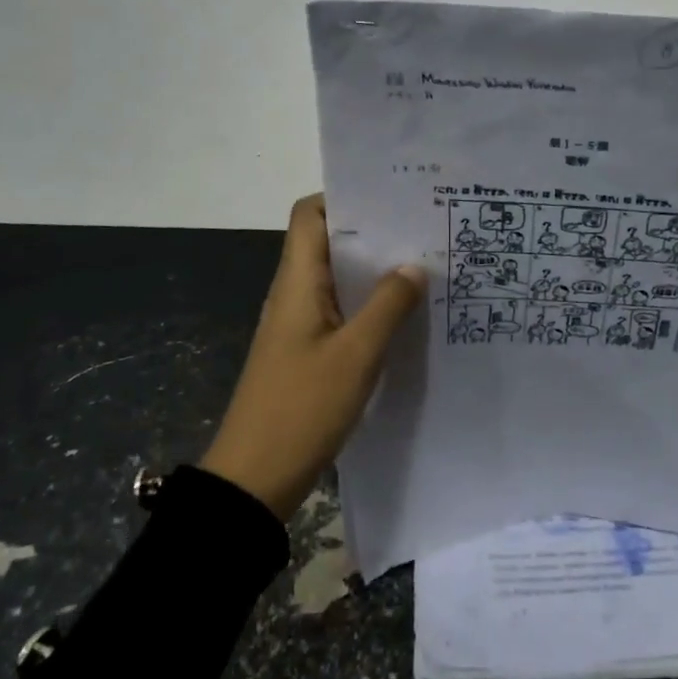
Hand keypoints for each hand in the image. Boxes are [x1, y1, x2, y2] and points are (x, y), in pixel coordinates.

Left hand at [199, 195, 426, 521]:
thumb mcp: (356, 355)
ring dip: (374, 272)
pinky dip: (370, 306)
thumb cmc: (301, 408)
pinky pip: (341, 312)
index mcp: (297, 282)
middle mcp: (294, 294)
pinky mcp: (307, 352)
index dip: (345, 198)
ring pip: (338, 279)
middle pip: (329, 243)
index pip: (309, 214)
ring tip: (424, 267)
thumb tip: (413, 265)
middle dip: (374, 234)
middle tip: (423, 230)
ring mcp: (299, 324)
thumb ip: (388, 305)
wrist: (253, 480)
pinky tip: (404, 316)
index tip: (392, 199)